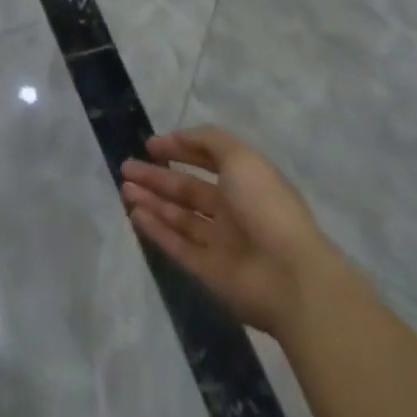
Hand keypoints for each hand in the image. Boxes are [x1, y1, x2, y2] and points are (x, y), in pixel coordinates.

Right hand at [121, 127, 351, 338]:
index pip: (207, 162)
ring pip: (179, 218)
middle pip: (187, 191)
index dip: (179, 150)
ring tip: (124, 189)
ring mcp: (222, 244)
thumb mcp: (240, 157)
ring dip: (152, 202)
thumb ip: (208, 141)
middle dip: (156, 178)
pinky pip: (179, 247)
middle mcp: (233, 212)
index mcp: (245, 183)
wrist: (292, 277)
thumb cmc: (265, 206)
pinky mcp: (211, 274)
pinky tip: (135, 214)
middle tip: (126, 168)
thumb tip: (177, 138)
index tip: (150, 145)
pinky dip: (157, 230)